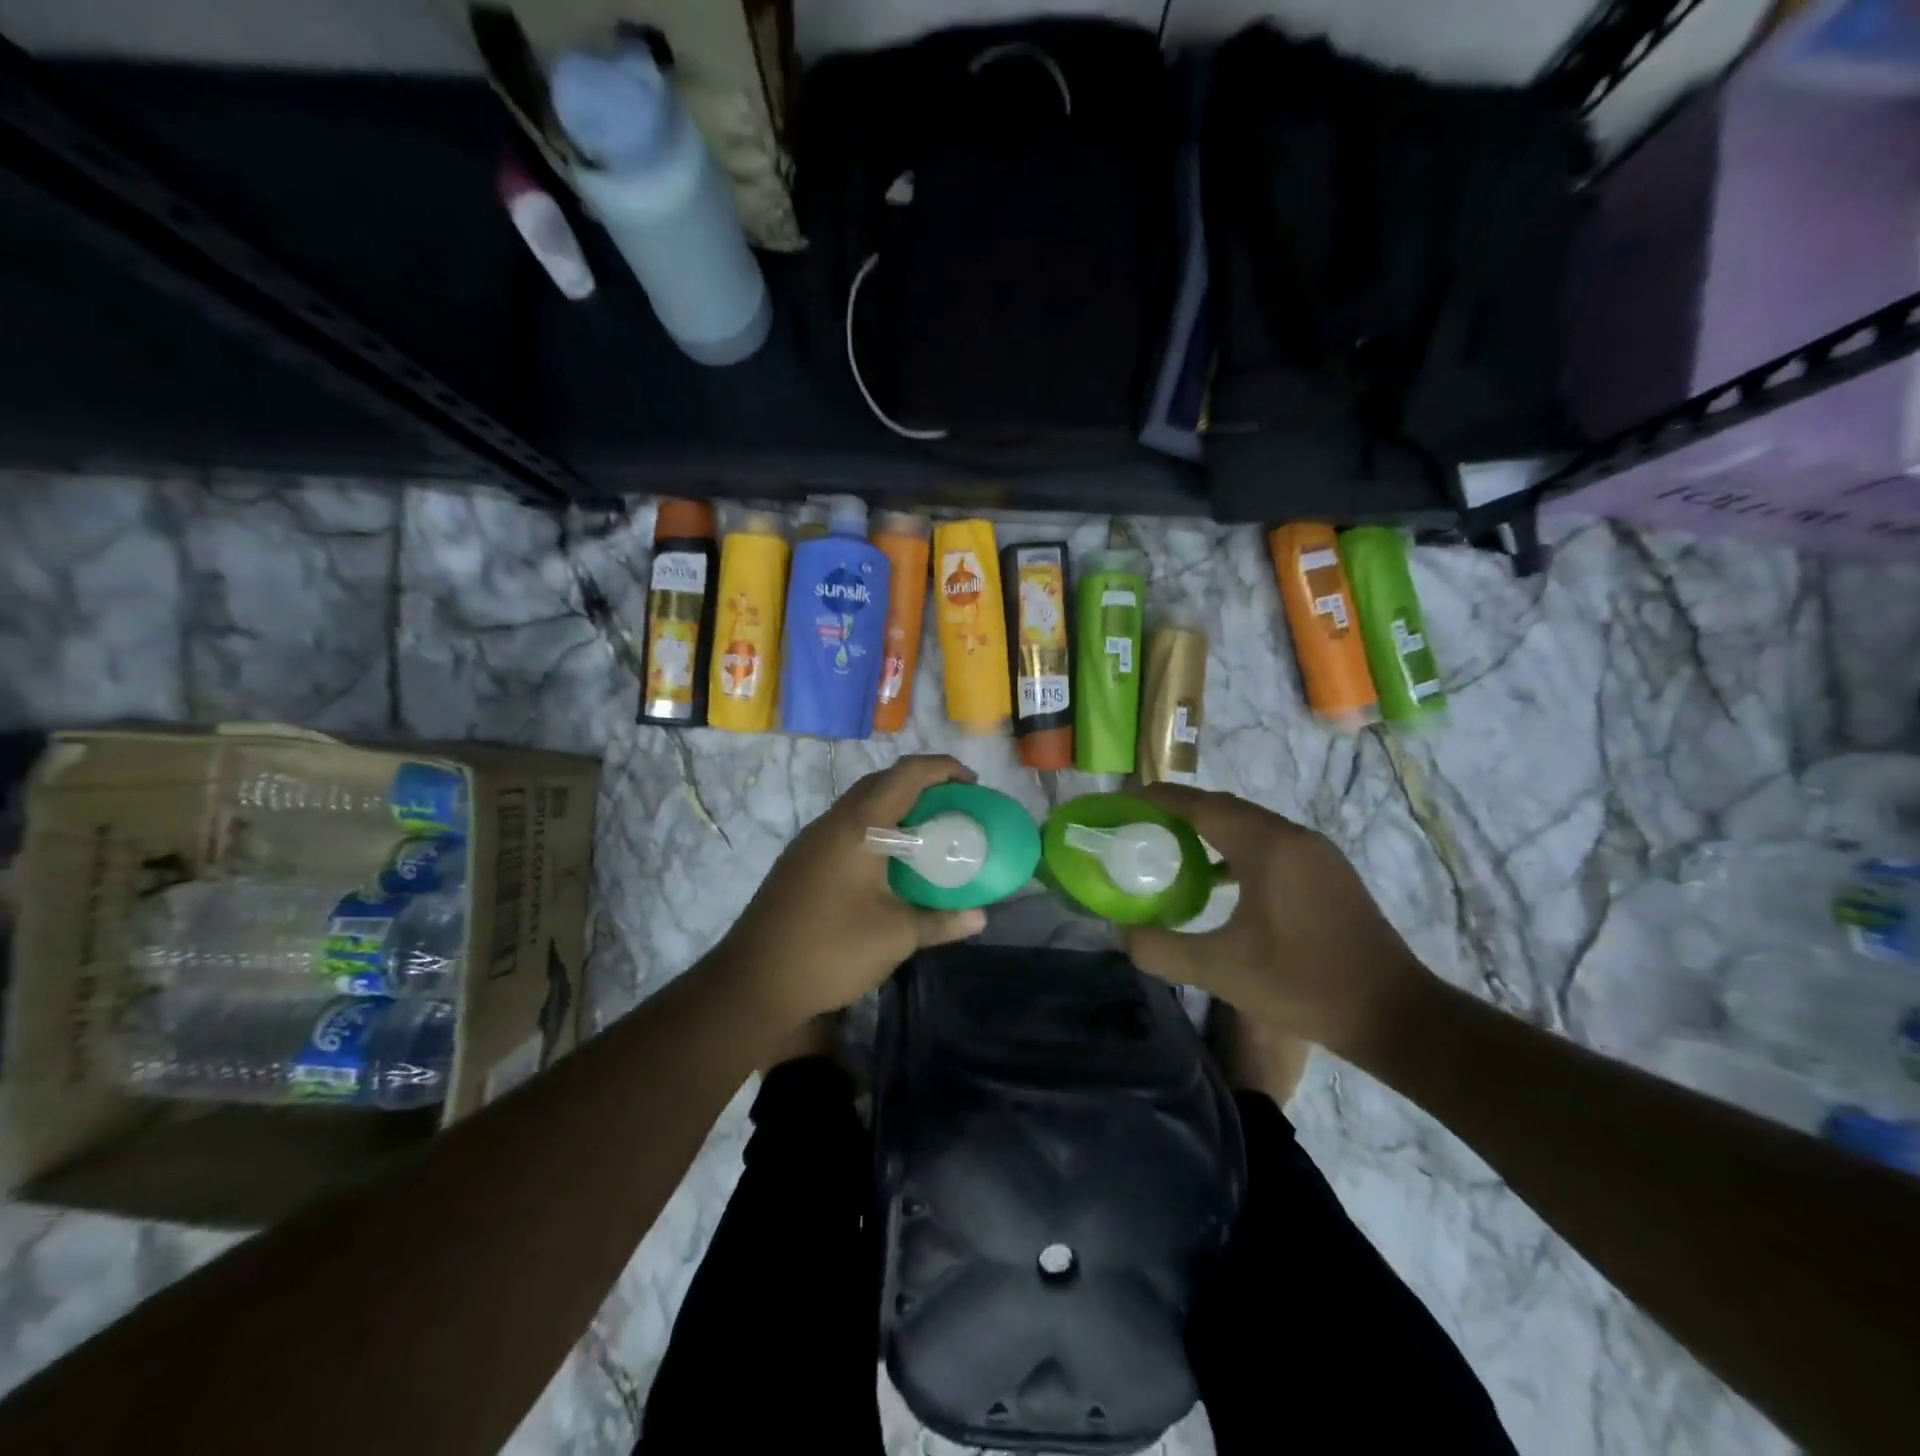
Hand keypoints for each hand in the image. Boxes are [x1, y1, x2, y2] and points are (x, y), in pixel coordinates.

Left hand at [720, 754, 987, 1026]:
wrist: (753, 983)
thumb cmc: (830, 951)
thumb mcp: (895, 937)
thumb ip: (941, 921)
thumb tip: (980, 918)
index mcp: (858, 827)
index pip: (907, 774)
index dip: (944, 768)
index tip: (973, 785)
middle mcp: (833, 822)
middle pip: (882, 781)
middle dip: (922, 784)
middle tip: (953, 808)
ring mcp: (812, 840)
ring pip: (860, 804)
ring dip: (896, 806)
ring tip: (928, 832)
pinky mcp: (801, 861)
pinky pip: (846, 826)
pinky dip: (876, 827)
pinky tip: (890, 862)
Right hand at [1123, 784, 1435, 1056]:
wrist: (1392, 1014)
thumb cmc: (1302, 985)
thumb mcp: (1220, 972)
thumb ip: (1161, 949)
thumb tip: (1122, 933)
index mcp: (1266, 846)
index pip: (1200, 804)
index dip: (1159, 798)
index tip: (1125, 802)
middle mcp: (1292, 836)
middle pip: (1224, 807)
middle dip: (1180, 811)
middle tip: (1141, 826)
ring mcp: (1316, 852)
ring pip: (1249, 824)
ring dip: (1209, 829)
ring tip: (1172, 849)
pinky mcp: (1328, 871)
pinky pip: (1270, 842)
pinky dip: (1236, 847)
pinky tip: (1219, 879)